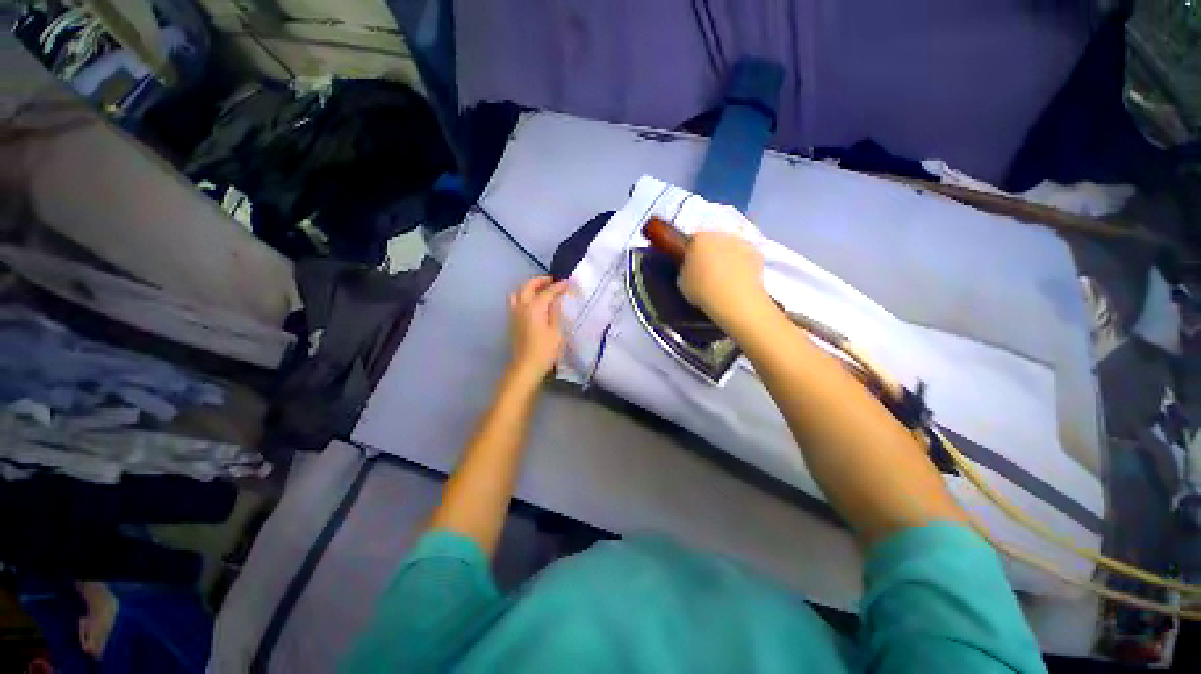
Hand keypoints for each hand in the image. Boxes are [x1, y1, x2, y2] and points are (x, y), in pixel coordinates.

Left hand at [507, 276, 569, 383]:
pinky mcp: (512, 321)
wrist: (526, 367)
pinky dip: (523, 296)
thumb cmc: (545, 351)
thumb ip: (555, 312)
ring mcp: (514, 314)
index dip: (558, 286)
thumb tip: (556, 299)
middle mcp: (521, 307)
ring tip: (541, 290)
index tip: (567, 282)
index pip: (547, 292)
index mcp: (534, 308)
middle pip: (528, 286)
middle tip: (552, 281)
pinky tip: (533, 303)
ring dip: (529, 287)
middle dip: (540, 281)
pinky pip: (515, 301)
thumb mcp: (556, 331)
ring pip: (518, 292)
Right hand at [678, 231, 771, 332]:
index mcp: (699, 239)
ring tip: (724, 277)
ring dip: (727, 257)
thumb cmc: (703, 290)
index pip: (692, 241)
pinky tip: (738, 280)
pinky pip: (744, 257)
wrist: (736, 299)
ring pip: (730, 247)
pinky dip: (742, 264)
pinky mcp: (757, 253)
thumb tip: (691, 268)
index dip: (691, 254)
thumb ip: (686, 270)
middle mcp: (720, 234)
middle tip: (707, 272)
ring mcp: (741, 242)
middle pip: (712, 241)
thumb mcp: (682, 283)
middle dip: (710, 253)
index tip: (691, 267)